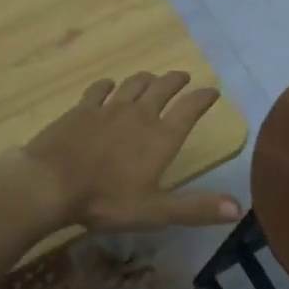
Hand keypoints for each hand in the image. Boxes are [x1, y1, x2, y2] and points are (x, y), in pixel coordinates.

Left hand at [9, 71, 242, 232]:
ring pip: (133, 85)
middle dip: (175, 81)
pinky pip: (99, 90)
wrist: (50, 183)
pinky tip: (109, 87)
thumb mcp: (156, 211)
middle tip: (183, 76)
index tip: (212, 91)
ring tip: (152, 78)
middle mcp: (139, 115)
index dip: (203, 98)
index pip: (189, 109)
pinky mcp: (81, 110)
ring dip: (146, 79)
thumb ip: (197, 208)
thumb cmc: (106, 201)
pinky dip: (108, 86)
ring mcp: (108, 109)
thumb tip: (238, 208)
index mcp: (160, 137)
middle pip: (162, 88)